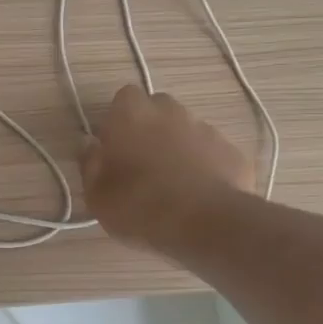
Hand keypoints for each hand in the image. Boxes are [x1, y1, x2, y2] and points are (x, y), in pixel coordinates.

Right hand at [81, 86, 253, 250]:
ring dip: (178, 148)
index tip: (115, 149)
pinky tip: (200, 196)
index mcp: (131, 113)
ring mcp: (206, 128)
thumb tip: (89, 144)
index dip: (119, 122)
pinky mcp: (233, 151)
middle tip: (142, 166)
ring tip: (174, 186)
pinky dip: (205, 167)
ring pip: (186, 130)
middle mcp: (170, 110)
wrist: (206, 224)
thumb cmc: (139, 206)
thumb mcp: (97, 195)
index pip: (123, 99)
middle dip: (150, 130)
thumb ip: (90, 163)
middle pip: (157, 110)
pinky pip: (212, 154)